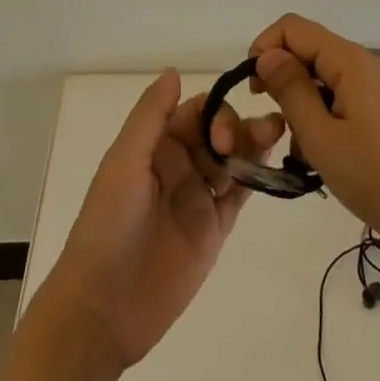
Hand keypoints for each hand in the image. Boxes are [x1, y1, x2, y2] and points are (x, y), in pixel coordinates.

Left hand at [35, 69, 283, 371]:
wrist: (103, 309)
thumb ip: (151, 117)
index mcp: (156, 145)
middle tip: (257, 137)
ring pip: (234, 159)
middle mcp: (180, 164)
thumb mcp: (124, 163)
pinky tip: (272, 166)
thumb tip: (174, 71)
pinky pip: (240, 195)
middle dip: (239, 127)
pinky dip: (256, 177)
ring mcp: (198, 197)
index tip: (224, 133)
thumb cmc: (108, 225)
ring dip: (254, 144)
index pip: (196, 111)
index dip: (215, 112)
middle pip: (219, 131)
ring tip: (276, 136)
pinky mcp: (214, 230)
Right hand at [250, 14, 379, 258]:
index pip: (293, 28)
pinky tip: (317, 151)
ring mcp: (372, 85)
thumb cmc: (373, 177)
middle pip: (307, 48)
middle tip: (274, 121)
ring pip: (319, 74)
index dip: (265, 48)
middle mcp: (362, 62)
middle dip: (281, 76)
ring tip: (296, 145)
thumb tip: (266, 55)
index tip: (254, 89)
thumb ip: (290, 89)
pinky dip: (318, 113)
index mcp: (349, 60)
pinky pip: (336, 94)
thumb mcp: (320, 136)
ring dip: (299, 100)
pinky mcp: (377, 107)